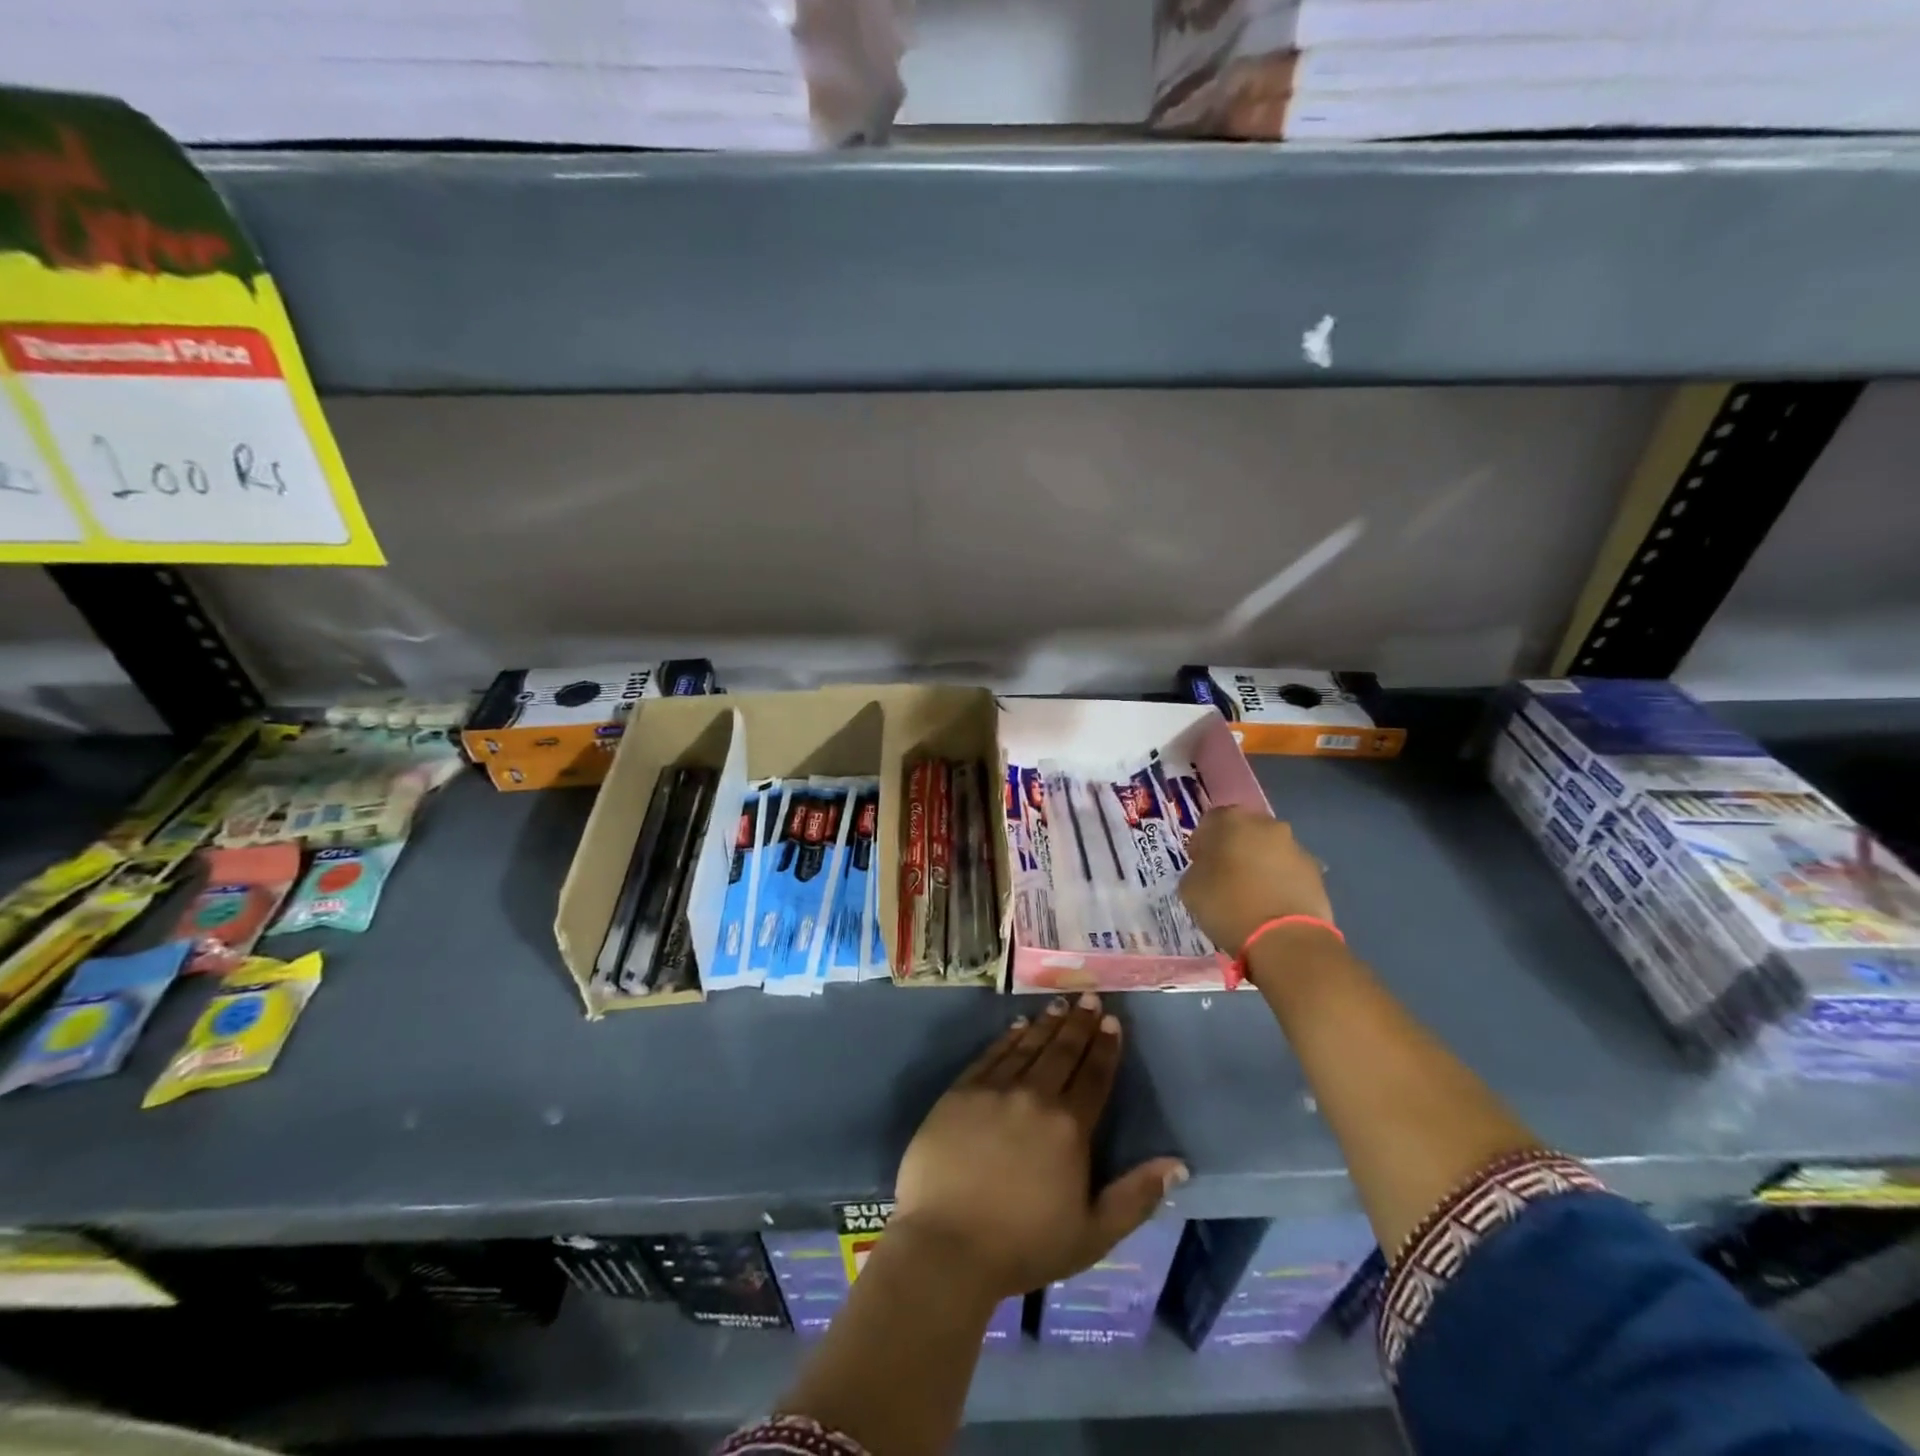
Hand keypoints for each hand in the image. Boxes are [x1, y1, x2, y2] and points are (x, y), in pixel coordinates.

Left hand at [892, 993, 1186, 1300]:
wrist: (947, 1245)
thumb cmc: (1023, 1246)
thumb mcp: (1093, 1234)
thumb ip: (1136, 1196)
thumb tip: (1177, 1163)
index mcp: (1069, 1127)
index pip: (1094, 1076)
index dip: (1105, 1047)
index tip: (1112, 1021)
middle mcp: (1034, 1097)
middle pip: (1062, 1052)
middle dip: (1079, 1023)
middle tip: (1089, 997)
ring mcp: (994, 1090)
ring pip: (1027, 1046)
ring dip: (1046, 1024)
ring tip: (1060, 1005)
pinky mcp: (960, 1092)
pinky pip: (991, 1055)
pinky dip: (1008, 1038)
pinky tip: (1017, 1026)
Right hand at [1179, 807, 1333, 956]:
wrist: (1285, 939)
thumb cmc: (1228, 906)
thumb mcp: (1190, 887)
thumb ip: (1197, 868)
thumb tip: (1208, 868)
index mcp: (1231, 820)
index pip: (1210, 821)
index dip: (1201, 842)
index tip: (1198, 863)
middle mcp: (1266, 824)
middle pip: (1244, 831)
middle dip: (1233, 848)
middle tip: (1224, 876)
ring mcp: (1295, 846)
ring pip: (1269, 850)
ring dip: (1259, 864)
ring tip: (1251, 894)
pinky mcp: (1316, 871)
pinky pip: (1289, 870)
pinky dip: (1279, 881)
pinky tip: (1271, 905)